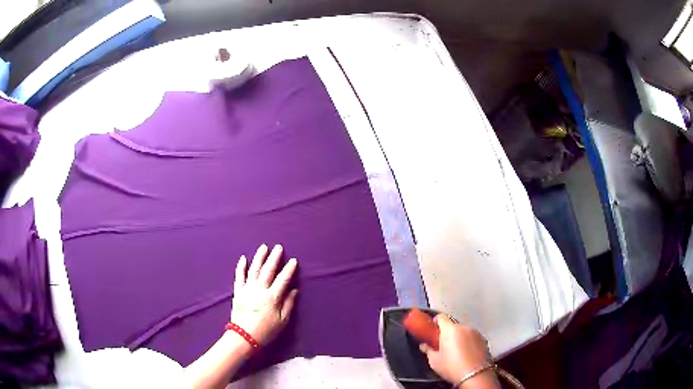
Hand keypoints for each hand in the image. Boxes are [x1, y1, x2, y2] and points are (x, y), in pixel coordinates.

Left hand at [231, 244, 297, 345]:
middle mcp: (259, 290)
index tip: (293, 260)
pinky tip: (243, 258)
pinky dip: (241, 266)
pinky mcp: (238, 292)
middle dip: (274, 258)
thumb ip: (288, 304)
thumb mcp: (282, 321)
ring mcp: (247, 290)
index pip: (283, 280)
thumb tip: (294, 290)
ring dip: (259, 257)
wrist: (244, 337)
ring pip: (254, 270)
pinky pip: (239, 277)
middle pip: (268, 271)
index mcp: (272, 298)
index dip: (289, 269)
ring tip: (264, 247)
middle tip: (278, 247)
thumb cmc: (266, 331)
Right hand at [419, 315, 498, 387]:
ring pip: (463, 332)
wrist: (475, 375)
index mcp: (450, 329)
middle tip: (442, 345)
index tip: (432, 330)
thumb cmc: (453, 367)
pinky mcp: (483, 340)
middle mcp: (464, 327)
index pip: (441, 317)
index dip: (435, 322)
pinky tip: (465, 355)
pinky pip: (472, 337)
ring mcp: (476, 333)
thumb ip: (428, 350)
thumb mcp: (434, 361)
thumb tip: (425, 346)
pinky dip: (468, 343)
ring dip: (458, 338)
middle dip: (447, 334)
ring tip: (455, 352)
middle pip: (453, 326)